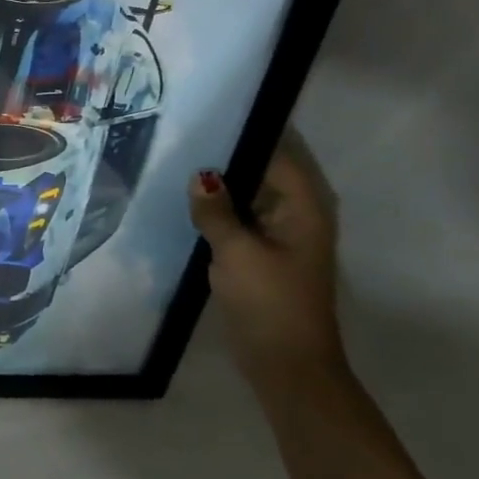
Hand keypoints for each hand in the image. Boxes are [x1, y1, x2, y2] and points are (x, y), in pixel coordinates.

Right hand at [188, 135, 344, 385]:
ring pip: (246, 195)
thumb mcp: (236, 251)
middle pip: (262, 172)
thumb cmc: (269, 301)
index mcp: (304, 208)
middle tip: (180, 135)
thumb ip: (215, 210)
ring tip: (175, 161)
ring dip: (218, 185)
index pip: (277, 154)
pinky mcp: (261, 253)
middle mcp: (296, 215)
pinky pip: (238, 218)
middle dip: (225, 156)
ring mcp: (279, 235)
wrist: (286, 362)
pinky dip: (217, 209)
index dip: (245, 134)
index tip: (207, 116)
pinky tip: (184, 201)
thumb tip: (200, 176)